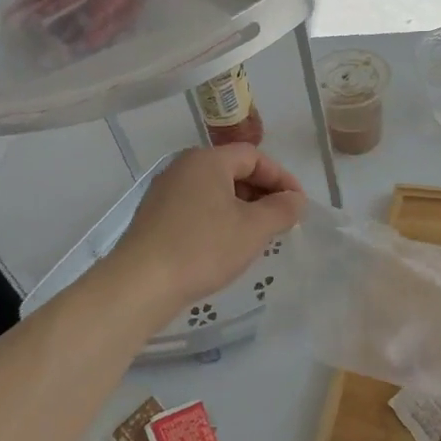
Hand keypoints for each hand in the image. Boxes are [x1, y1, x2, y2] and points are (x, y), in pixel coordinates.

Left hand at [112, 145, 304, 311]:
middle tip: (282, 220)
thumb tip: (296, 199)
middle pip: (232, 170)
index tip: (298, 204)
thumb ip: (281, 209)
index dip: (281, 178)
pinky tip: (226, 246)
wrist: (141, 283)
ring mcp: (165, 192)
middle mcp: (183, 168)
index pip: (254, 156)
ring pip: (214, 191)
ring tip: (258, 236)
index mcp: (207, 160)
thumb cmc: (203, 248)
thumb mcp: (253, 229)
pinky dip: (218, 219)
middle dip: (262, 193)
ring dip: (241, 208)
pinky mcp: (154, 217)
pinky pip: (196, 208)